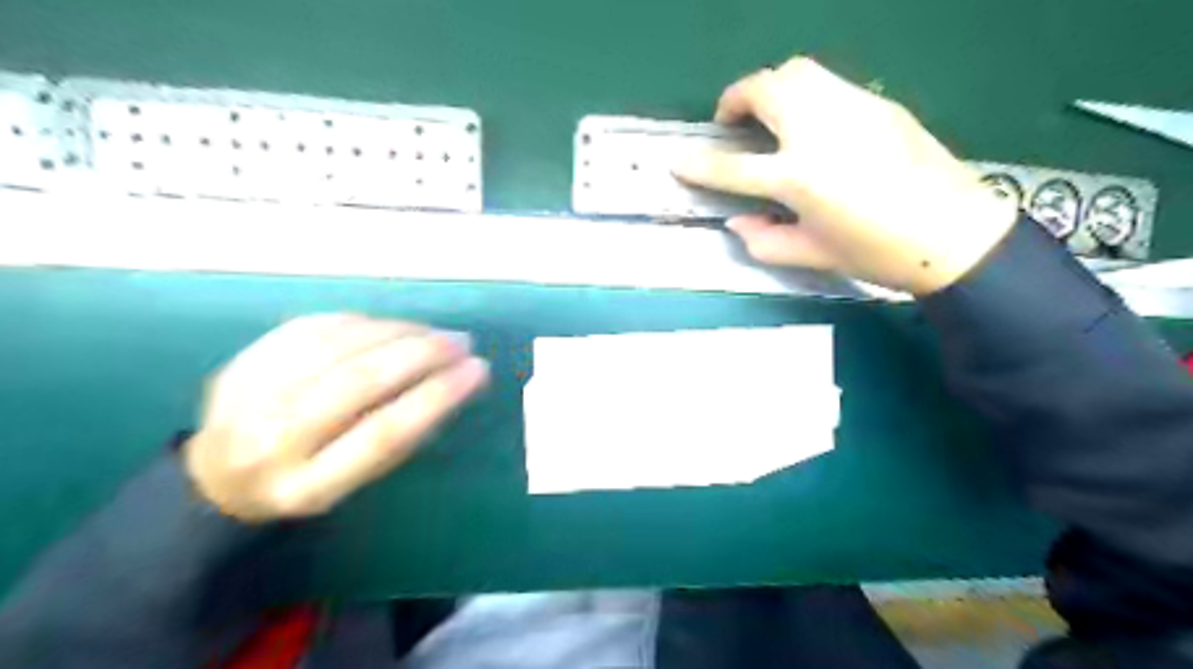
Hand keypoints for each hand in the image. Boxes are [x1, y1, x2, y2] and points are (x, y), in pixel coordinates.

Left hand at [184, 314, 488, 522]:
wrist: (220, 479)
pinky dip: (364, 322)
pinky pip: (313, 328)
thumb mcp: (357, 482)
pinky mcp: (242, 362)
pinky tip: (394, 326)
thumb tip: (455, 381)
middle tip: (462, 341)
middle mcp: (271, 442)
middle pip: (358, 382)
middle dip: (422, 354)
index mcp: (308, 486)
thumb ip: (400, 438)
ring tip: (436, 332)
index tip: (478, 371)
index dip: (438, 396)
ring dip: (398, 332)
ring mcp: (249, 397)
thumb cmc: (310, 481)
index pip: (384, 433)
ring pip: (337, 347)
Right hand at [675, 57, 1019, 294]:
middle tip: (730, 121)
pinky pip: (829, 84)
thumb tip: (736, 222)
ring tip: (768, 114)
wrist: (954, 233)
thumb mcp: (811, 255)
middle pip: (765, 90)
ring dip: (770, 87)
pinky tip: (812, 124)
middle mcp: (820, 131)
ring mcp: (852, 109)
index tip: (678, 160)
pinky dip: (805, 93)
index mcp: (799, 177)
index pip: (733, 166)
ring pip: (798, 71)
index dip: (699, 164)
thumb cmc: (876, 252)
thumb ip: (764, 240)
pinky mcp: (878, 104)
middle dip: (735, 98)